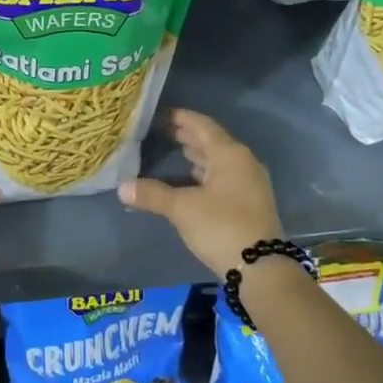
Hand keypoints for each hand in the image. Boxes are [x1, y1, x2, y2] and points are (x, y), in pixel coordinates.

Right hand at [119, 109, 282, 277]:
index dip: (180, 117)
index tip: (159, 113)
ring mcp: (248, 184)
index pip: (202, 126)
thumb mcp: (182, 209)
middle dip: (186, 135)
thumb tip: (121, 186)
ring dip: (195, 154)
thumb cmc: (221, 227)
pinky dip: (203, 173)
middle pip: (211, 141)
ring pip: (217, 161)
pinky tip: (187, 179)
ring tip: (171, 149)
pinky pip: (221, 177)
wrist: (261, 270)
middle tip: (159, 130)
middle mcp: (243, 163)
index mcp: (230, 154)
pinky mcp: (248, 203)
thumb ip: (152, 194)